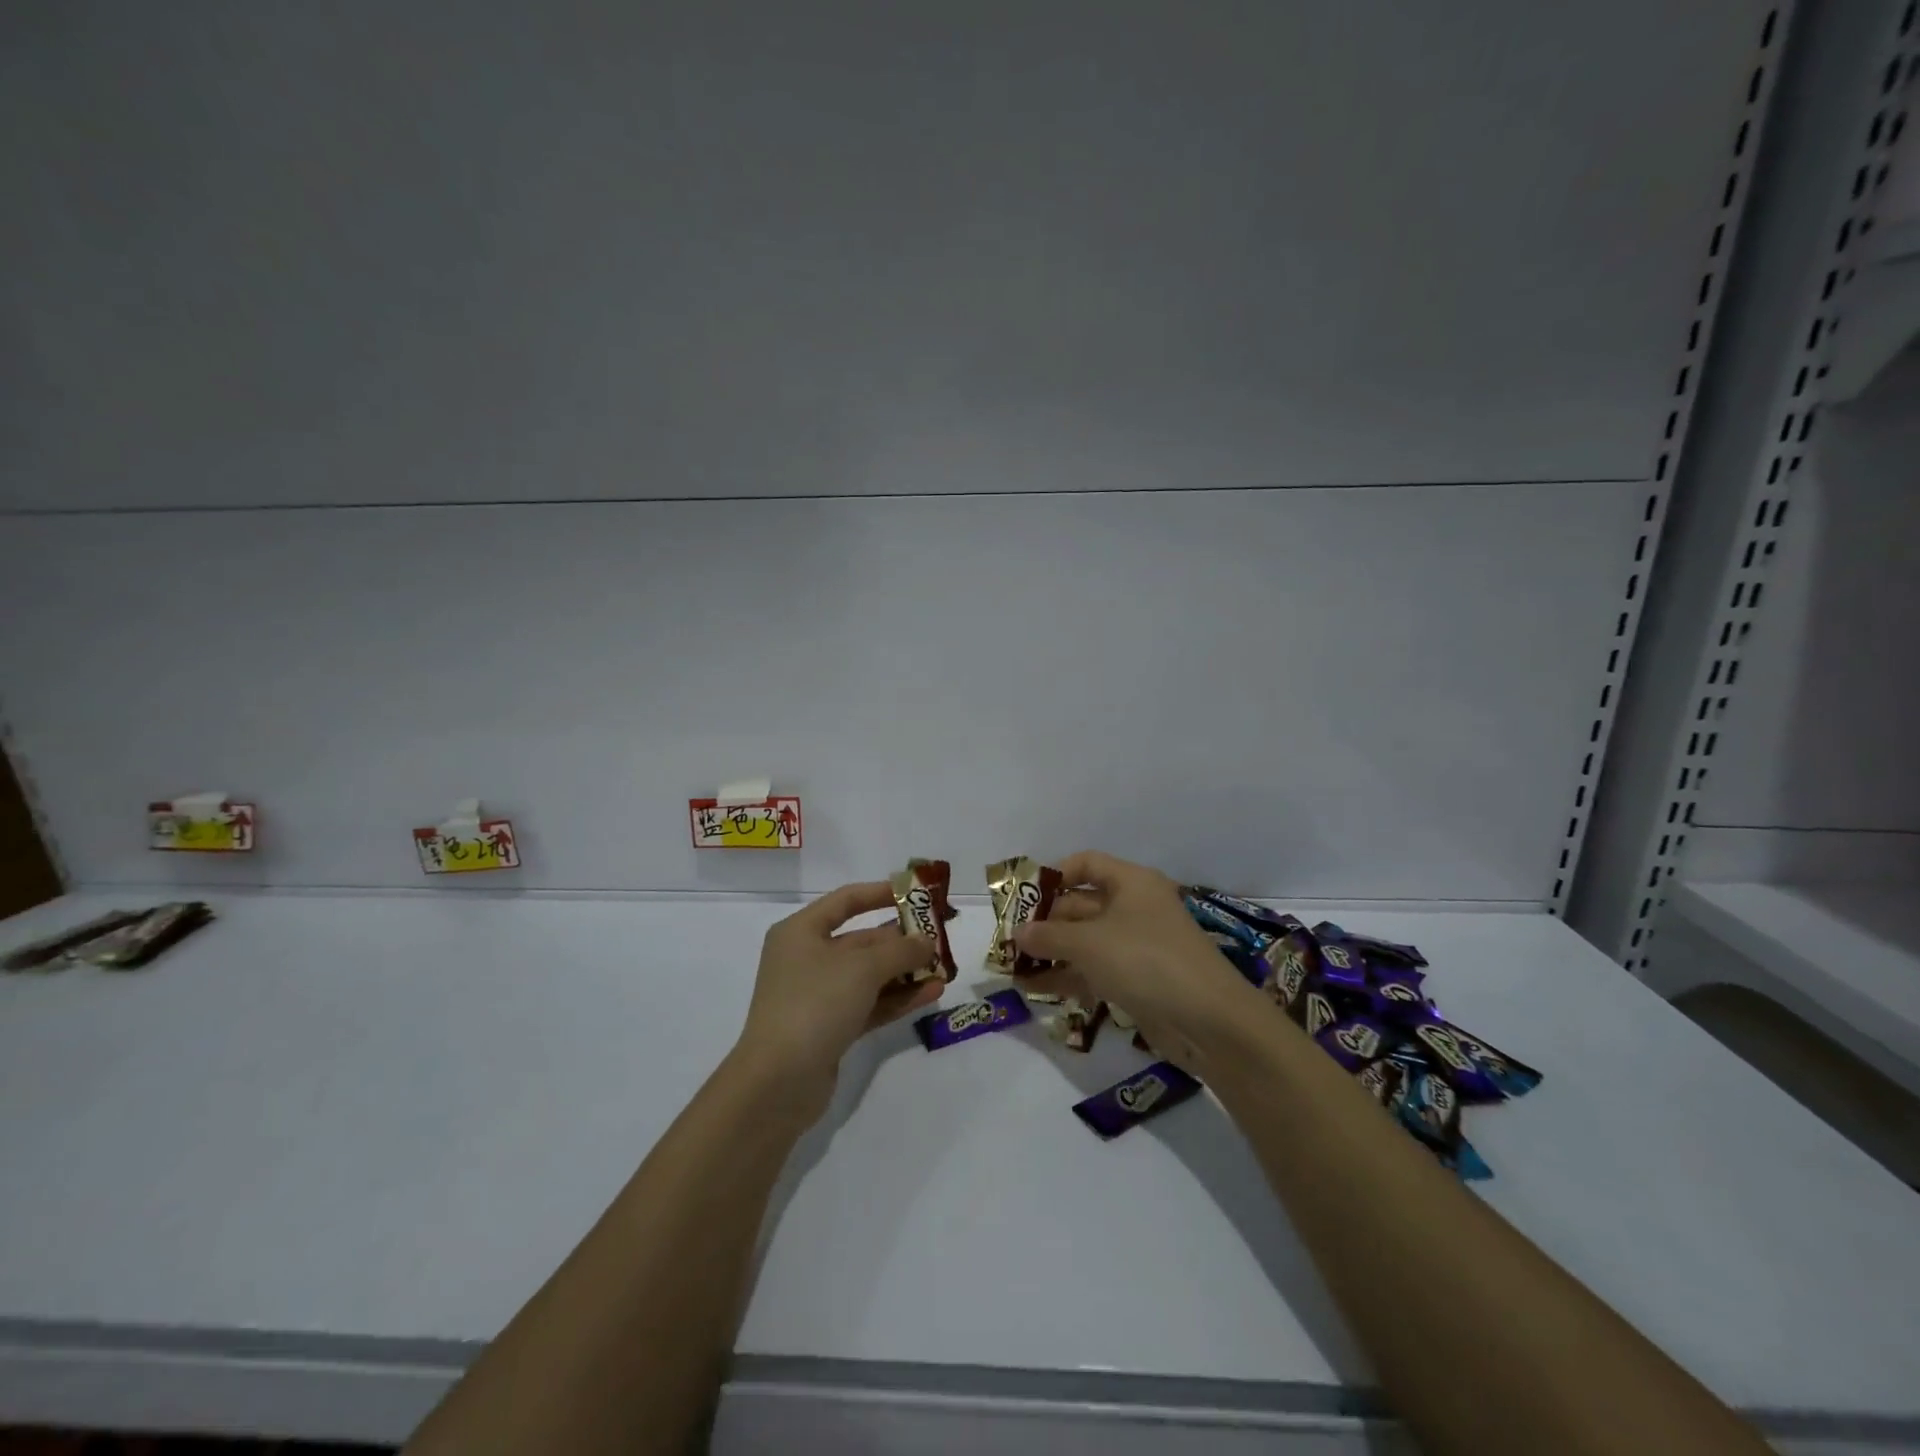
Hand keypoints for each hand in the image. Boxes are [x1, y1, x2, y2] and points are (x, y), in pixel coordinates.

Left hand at [731, 882, 942, 1114]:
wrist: (778, 1083)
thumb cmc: (815, 1004)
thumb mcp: (862, 968)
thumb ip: (900, 951)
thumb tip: (927, 942)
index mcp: (801, 931)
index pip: (846, 901)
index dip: (881, 893)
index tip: (915, 894)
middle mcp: (807, 958)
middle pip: (862, 941)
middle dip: (902, 941)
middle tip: (940, 940)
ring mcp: (818, 996)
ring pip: (869, 976)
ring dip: (905, 972)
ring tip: (945, 969)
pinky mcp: (830, 1028)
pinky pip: (870, 1004)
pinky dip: (898, 998)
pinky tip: (932, 993)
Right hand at [1015, 851, 1266, 1067]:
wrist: (1210, 1022)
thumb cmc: (1146, 961)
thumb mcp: (1089, 944)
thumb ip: (1049, 937)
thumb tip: (1018, 933)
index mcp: (1131, 882)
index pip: (1086, 864)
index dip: (1053, 876)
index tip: (1023, 898)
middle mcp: (1134, 908)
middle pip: (1081, 905)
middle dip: (1044, 922)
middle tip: (1008, 940)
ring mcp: (1136, 946)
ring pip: (1085, 941)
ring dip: (1051, 953)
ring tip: (1012, 968)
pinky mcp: (1137, 981)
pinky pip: (1094, 971)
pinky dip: (1067, 977)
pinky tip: (1034, 990)